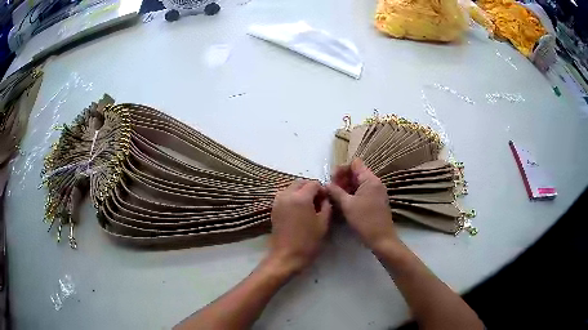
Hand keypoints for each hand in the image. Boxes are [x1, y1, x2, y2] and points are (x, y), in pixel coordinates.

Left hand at [269, 179, 331, 273]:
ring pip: (291, 188)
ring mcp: (278, 201)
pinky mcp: (274, 209)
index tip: (326, 199)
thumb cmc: (308, 241)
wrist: (286, 256)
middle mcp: (287, 195)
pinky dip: (292, 197)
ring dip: (300, 191)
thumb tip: (325, 197)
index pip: (313, 183)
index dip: (322, 189)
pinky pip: (284, 195)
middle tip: (318, 201)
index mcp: (301, 197)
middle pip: (300, 182)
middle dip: (310, 188)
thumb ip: (326, 206)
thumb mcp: (323, 223)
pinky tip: (298, 210)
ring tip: (308, 205)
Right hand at [326, 159, 397, 251]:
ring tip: (334, 196)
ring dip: (346, 187)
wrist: (381, 239)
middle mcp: (375, 182)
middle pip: (356, 173)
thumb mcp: (347, 205)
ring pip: (358, 183)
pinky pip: (362, 191)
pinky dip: (352, 194)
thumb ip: (335, 192)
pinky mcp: (375, 201)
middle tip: (331, 189)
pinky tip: (343, 202)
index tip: (331, 179)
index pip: (355, 164)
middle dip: (342, 178)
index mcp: (370, 180)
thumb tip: (326, 184)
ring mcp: (376, 192)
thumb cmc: (365, 220)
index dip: (341, 169)